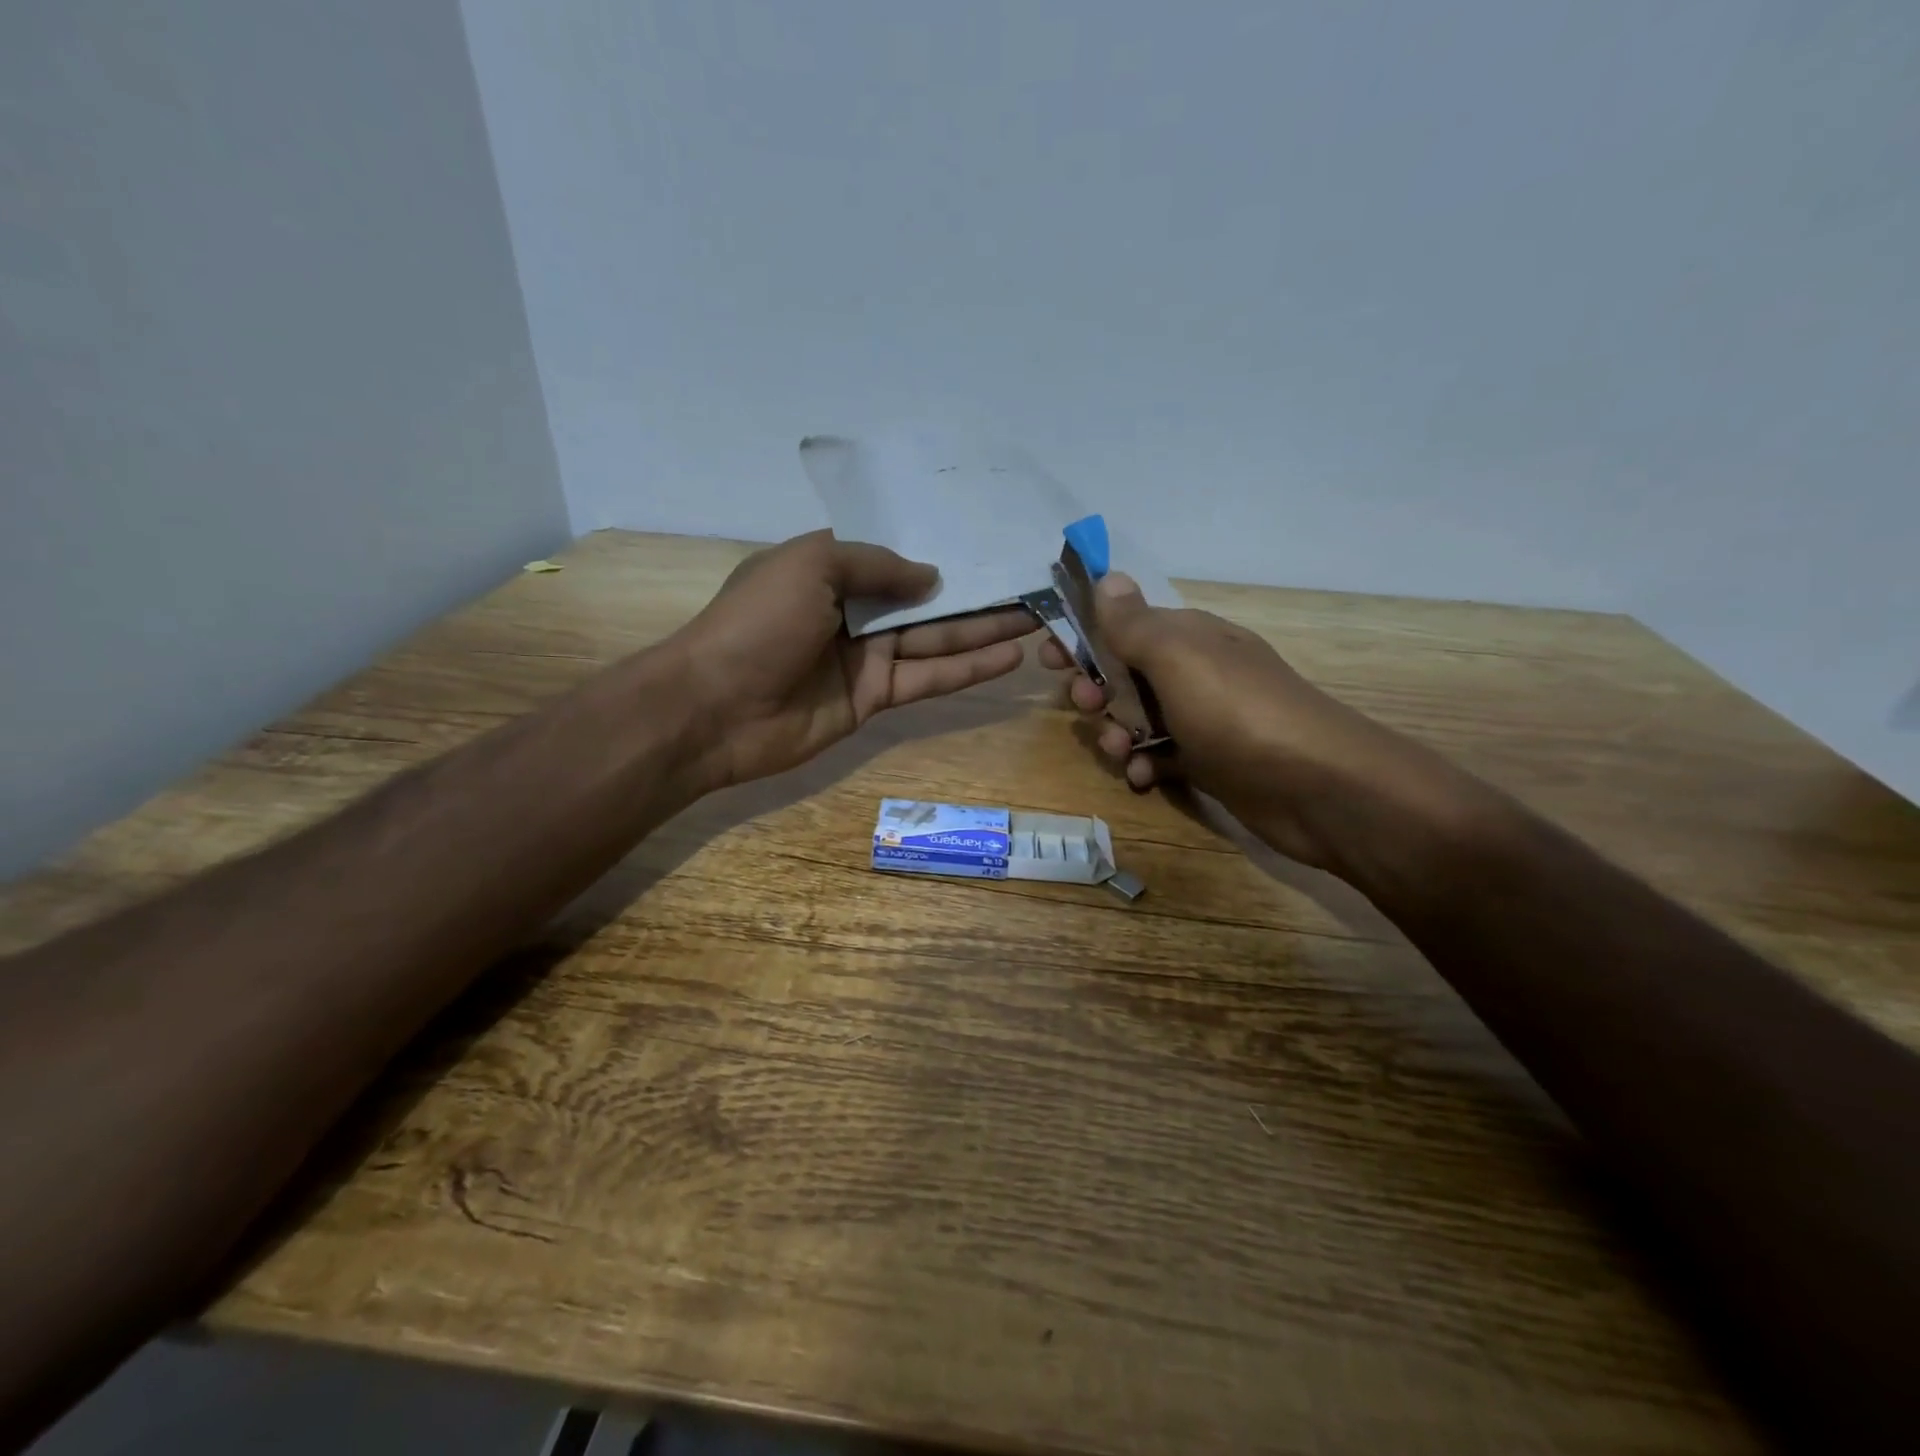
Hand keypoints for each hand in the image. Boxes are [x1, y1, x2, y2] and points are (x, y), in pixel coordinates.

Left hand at [674, 530, 1035, 788]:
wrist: (713, 709)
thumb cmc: (757, 623)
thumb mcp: (810, 565)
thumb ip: (876, 564)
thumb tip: (932, 578)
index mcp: (830, 570)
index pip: (895, 555)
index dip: (940, 550)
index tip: (987, 542)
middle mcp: (852, 611)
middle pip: (925, 600)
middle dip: (976, 593)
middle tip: (1031, 585)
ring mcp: (865, 658)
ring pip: (936, 640)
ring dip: (984, 630)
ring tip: (1037, 617)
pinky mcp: (874, 699)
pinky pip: (927, 678)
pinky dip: (967, 670)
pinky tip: (1009, 657)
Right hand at [1041, 574, 1444, 870]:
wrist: (1317, 788)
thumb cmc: (1238, 711)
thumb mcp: (1178, 658)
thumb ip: (1134, 622)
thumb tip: (1106, 574)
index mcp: (1188, 636)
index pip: (1123, 623)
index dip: (1082, 636)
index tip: (1047, 658)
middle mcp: (1194, 672)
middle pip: (1125, 673)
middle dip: (1097, 690)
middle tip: (1089, 707)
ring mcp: (1203, 719)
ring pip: (1138, 719)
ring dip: (1117, 734)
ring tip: (1122, 754)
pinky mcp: (1209, 762)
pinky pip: (1161, 757)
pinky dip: (1146, 767)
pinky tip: (1145, 780)